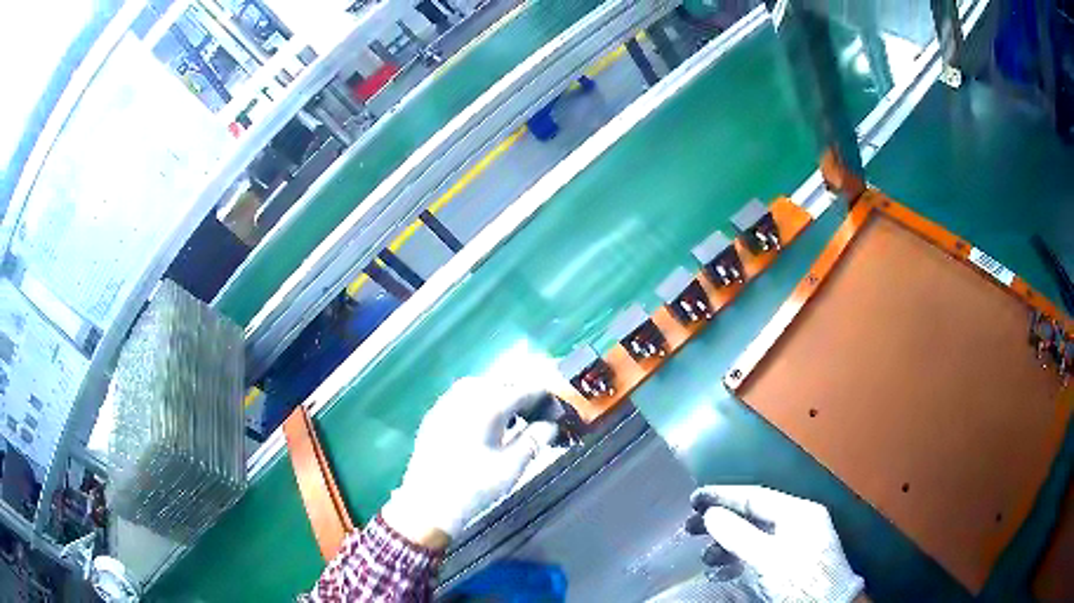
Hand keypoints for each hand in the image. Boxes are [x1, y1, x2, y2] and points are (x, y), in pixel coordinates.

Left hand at [382, 377, 558, 548]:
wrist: (428, 504)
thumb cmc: (474, 487)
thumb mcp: (512, 466)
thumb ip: (534, 440)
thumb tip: (550, 424)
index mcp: (487, 406)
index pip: (522, 390)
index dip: (542, 395)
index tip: (555, 406)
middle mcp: (464, 397)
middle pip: (499, 383)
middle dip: (519, 393)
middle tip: (536, 411)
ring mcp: (445, 404)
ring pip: (478, 386)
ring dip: (498, 394)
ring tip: (512, 416)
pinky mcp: (434, 416)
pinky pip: (460, 397)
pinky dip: (478, 401)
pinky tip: (484, 421)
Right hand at [685, 485, 863, 602]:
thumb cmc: (799, 579)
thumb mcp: (768, 558)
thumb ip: (739, 535)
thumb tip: (711, 513)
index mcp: (798, 512)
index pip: (756, 496)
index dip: (723, 496)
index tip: (694, 499)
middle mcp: (796, 524)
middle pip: (752, 517)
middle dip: (721, 522)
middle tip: (689, 528)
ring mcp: (792, 546)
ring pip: (752, 539)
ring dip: (725, 546)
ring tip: (704, 558)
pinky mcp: (786, 566)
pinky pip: (756, 557)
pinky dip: (735, 562)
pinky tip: (718, 573)